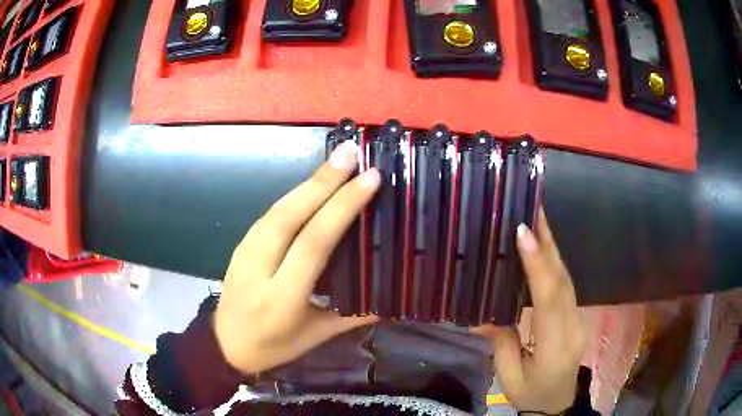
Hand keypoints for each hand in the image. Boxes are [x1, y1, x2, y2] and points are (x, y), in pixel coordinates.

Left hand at [213, 140, 380, 374]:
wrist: (225, 344)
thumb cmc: (274, 346)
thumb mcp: (316, 336)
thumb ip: (354, 316)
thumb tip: (391, 299)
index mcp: (283, 297)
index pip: (313, 243)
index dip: (341, 208)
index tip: (369, 179)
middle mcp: (260, 268)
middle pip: (291, 215)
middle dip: (324, 180)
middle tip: (352, 152)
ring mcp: (245, 252)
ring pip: (278, 208)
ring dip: (309, 181)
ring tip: (337, 159)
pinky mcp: (241, 244)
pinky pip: (270, 213)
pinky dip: (294, 193)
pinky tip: (313, 182)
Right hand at [474, 209, 584, 413]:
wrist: (559, 405)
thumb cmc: (531, 395)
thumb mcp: (509, 378)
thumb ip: (500, 344)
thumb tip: (482, 316)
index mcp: (554, 346)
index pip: (548, 300)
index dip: (538, 265)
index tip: (524, 233)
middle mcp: (572, 326)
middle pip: (563, 281)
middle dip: (548, 244)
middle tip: (534, 211)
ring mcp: (578, 320)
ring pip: (567, 279)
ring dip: (552, 249)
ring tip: (538, 222)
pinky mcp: (576, 316)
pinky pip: (566, 286)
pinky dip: (555, 264)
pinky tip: (544, 250)